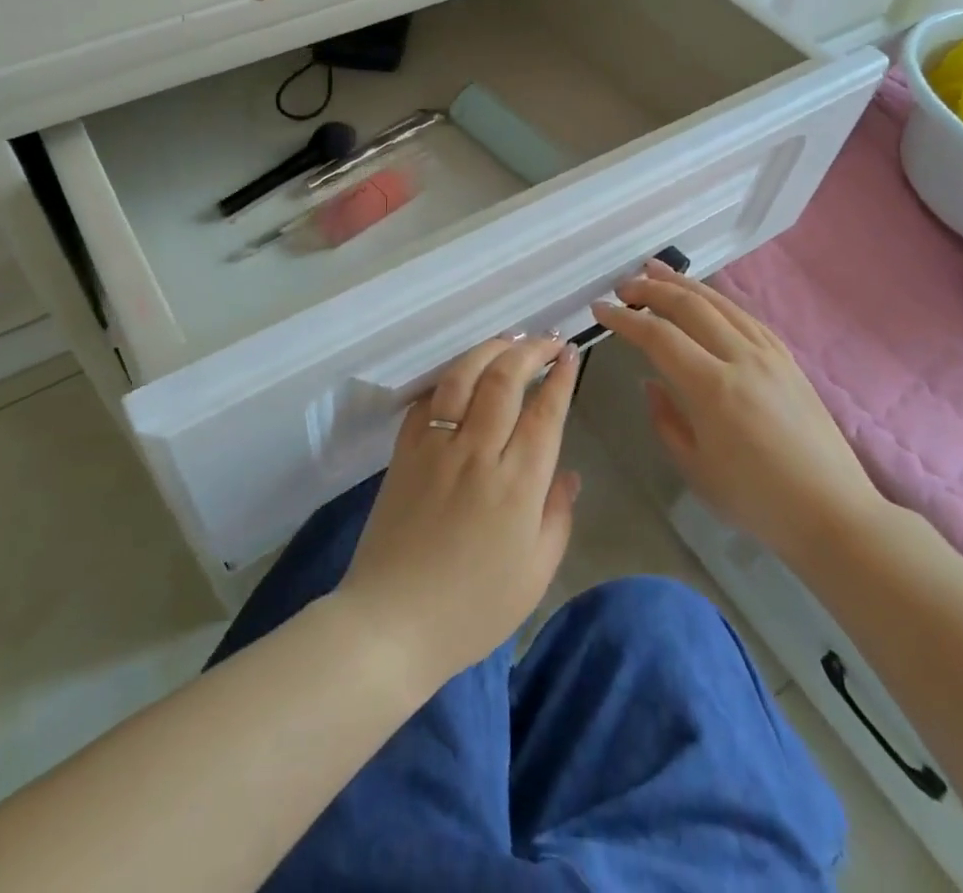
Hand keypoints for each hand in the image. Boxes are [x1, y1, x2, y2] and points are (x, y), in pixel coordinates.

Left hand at [335, 336, 581, 688]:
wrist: (392, 624)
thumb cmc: (473, 608)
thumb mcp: (534, 574)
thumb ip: (557, 516)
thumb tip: (568, 472)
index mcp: (517, 483)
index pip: (545, 411)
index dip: (560, 376)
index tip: (570, 353)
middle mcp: (477, 452)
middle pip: (505, 379)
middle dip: (529, 350)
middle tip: (546, 339)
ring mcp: (435, 447)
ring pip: (463, 377)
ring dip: (489, 350)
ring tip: (508, 339)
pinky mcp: (404, 452)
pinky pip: (427, 401)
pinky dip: (448, 379)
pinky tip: (461, 374)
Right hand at [590, 260, 882, 555]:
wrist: (832, 512)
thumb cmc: (756, 500)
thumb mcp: (695, 467)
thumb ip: (665, 418)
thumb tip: (651, 381)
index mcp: (712, 388)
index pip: (658, 336)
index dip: (625, 319)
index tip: (600, 310)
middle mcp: (741, 358)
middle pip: (690, 306)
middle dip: (651, 289)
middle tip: (623, 285)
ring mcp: (769, 354)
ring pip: (720, 302)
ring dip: (684, 283)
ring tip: (655, 270)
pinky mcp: (788, 359)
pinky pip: (745, 315)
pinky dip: (717, 299)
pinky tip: (705, 297)